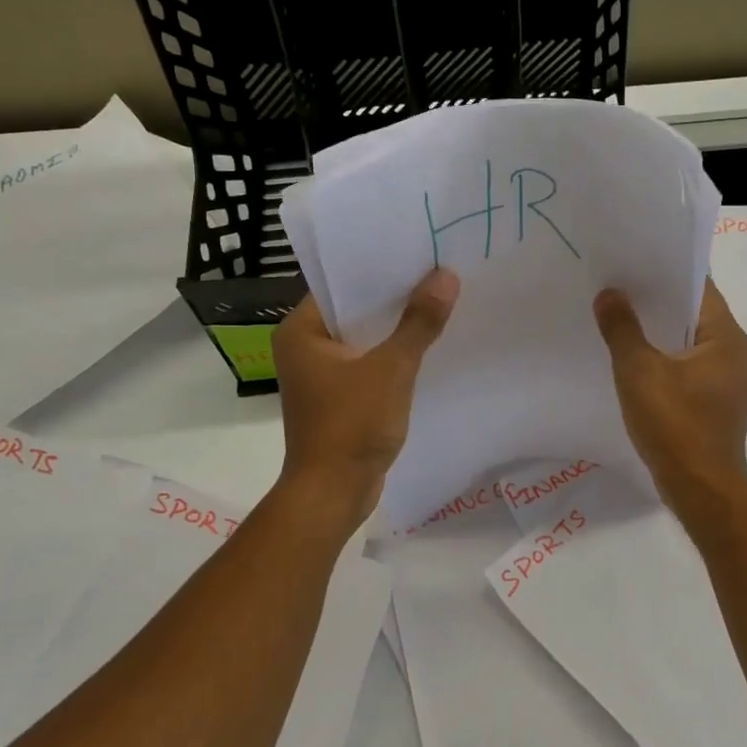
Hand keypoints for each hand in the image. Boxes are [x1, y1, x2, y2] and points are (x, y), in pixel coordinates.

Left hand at [272, 268, 458, 522]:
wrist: (333, 493)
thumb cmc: (352, 424)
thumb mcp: (391, 369)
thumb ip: (418, 323)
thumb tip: (446, 277)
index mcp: (301, 332)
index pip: (339, 285)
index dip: (377, 269)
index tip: (415, 253)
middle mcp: (304, 348)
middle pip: (353, 311)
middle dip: (393, 298)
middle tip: (435, 274)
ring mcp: (320, 376)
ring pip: (363, 339)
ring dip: (395, 329)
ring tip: (438, 303)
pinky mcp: (338, 398)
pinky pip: (368, 365)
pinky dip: (392, 356)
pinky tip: (426, 347)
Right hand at [593, 279, 746, 510]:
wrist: (701, 490)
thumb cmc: (675, 425)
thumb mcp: (639, 372)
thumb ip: (622, 329)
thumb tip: (610, 294)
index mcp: (727, 338)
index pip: (700, 288)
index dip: (667, 272)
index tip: (635, 261)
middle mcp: (736, 353)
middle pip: (695, 314)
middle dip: (658, 302)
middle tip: (619, 287)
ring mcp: (729, 381)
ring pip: (691, 343)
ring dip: (660, 333)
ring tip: (621, 319)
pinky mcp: (716, 403)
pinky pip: (689, 368)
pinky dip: (666, 360)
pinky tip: (635, 362)